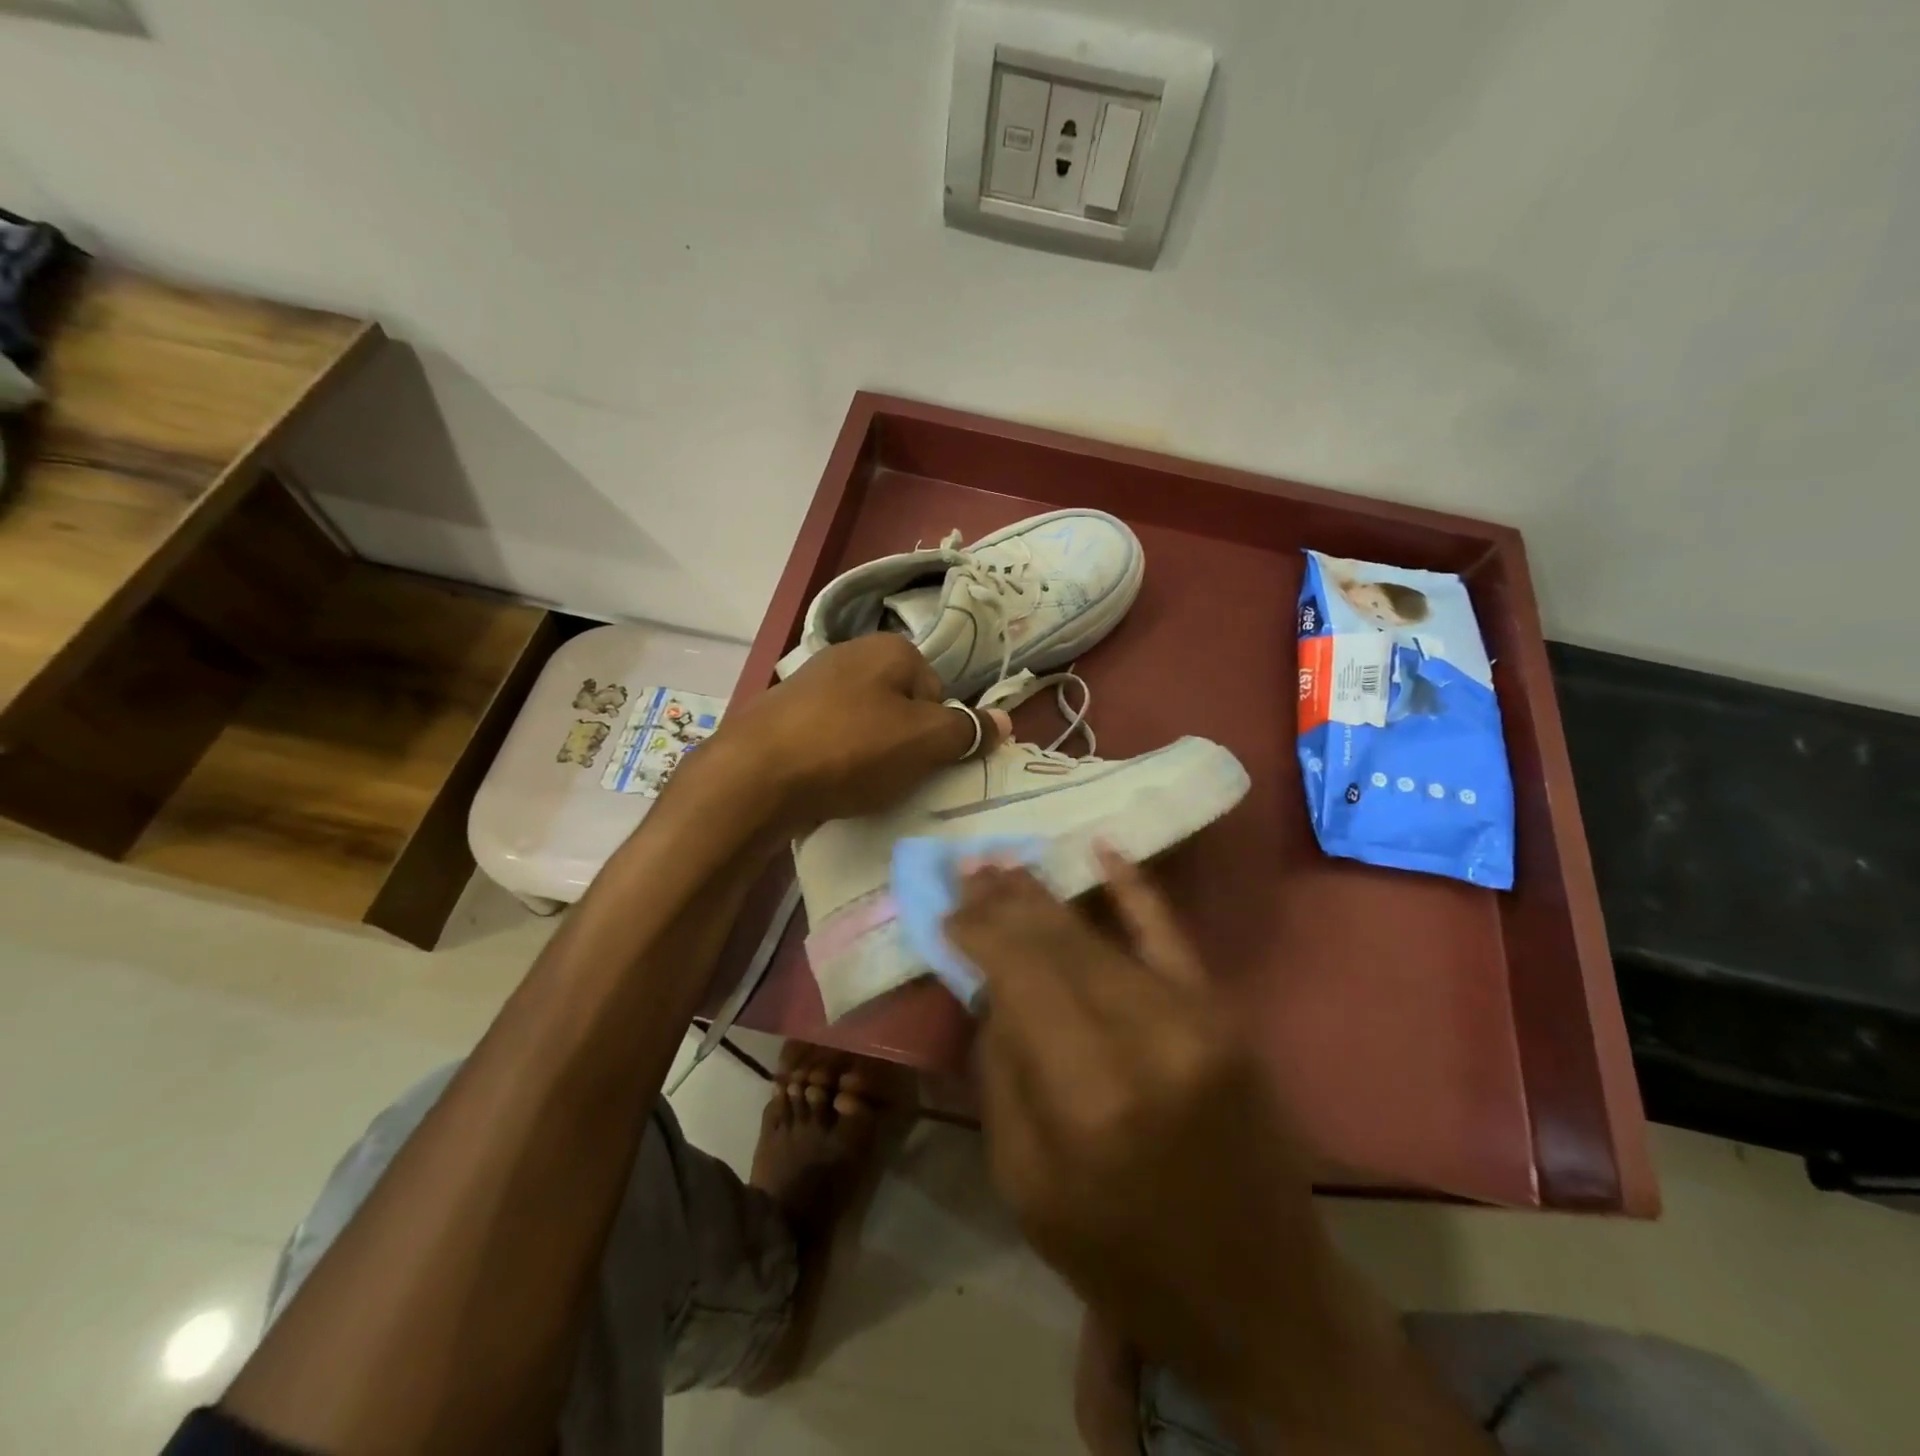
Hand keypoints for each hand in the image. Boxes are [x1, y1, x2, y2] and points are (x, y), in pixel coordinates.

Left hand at [705, 635, 1008, 831]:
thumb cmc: (851, 749)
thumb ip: (968, 731)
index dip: (937, 731)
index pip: (937, 692)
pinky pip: (828, 736)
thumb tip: (1005, 720)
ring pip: (864, 723)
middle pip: (901, 706)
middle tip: (893, 776)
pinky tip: (826, 781)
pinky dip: (834, 758)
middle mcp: (849, 653)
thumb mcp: (924, 742)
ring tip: (858, 783)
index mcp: (890, 648)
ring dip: (869, 753)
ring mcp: (810, 681)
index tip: (921, 761)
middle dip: (902, 742)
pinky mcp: (782, 713)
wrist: (754, 775)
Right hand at [946, 853, 1484, 1454]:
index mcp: (1086, 1096)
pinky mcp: (1225, 1013)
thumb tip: (989, 985)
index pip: (1019, 975)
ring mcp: (1196, 1017)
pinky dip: (1135, 889)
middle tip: (968, 867)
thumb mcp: (1025, 1184)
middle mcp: (1145, 1039)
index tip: (946, 907)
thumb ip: (1003, 1071)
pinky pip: (1171, 934)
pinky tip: (1103, 849)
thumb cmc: (1121, 1255)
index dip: (978, 932)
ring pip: (1101, 934)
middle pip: (1057, 944)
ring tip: (1005, 863)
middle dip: (1004, 902)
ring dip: (1047, 896)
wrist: (1258, 1294)